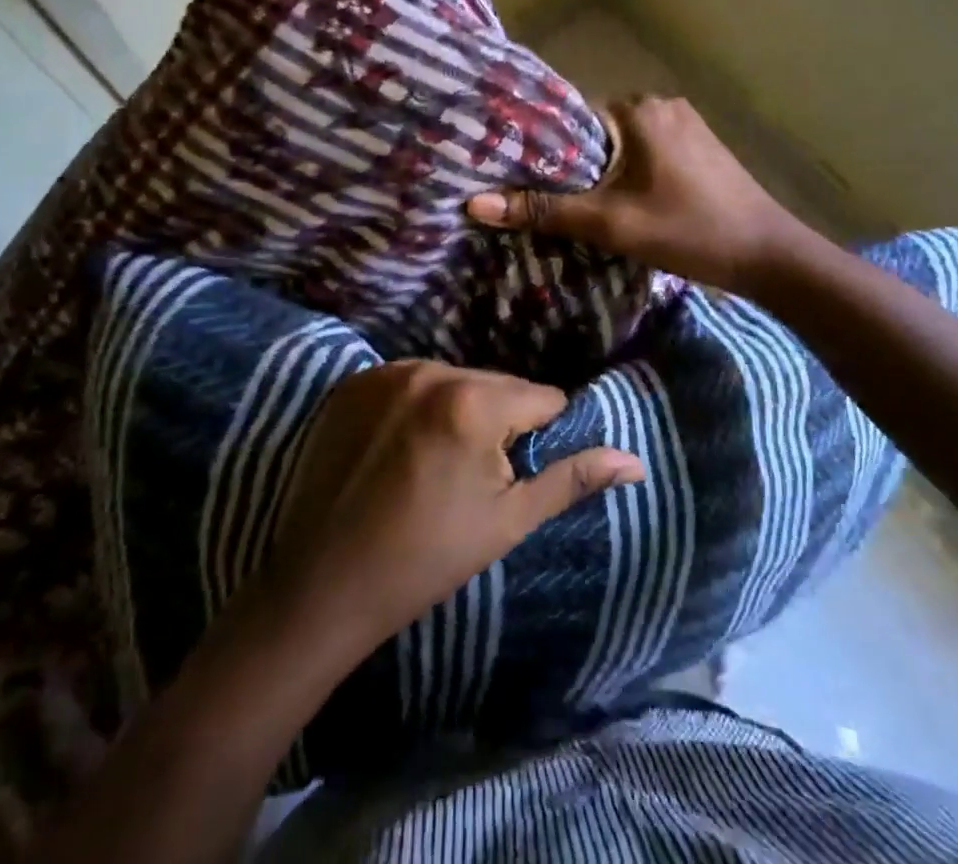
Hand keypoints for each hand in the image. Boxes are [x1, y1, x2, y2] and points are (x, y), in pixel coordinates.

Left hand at [263, 361, 642, 655]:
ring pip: (454, 380)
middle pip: (496, 384)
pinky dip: (418, 405)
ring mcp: (385, 373)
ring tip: (437, 464)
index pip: (541, 397)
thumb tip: (635, 461)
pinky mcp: (353, 383)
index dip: (540, 437)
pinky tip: (401, 449)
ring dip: (460, 410)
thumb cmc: (426, 558)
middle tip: (475, 476)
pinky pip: (410, 382)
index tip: (515, 475)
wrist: (323, 586)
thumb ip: (572, 480)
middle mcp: (429, 370)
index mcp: (472, 402)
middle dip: (501, 420)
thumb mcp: (508, 521)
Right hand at [467, 95, 807, 290]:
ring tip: (573, 204)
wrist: (768, 254)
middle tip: (539, 198)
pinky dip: (628, 173)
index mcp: (638, 109)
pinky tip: (619, 202)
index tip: (513, 175)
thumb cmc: (688, 231)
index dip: (541, 148)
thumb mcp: (610, 223)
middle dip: (571, 164)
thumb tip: (474, 204)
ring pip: (622, 145)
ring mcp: (685, 124)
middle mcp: (660, 104)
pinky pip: (647, 152)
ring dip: (601, 171)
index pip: (570, 118)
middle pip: (595, 132)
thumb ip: (543, 210)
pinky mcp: (700, 145)